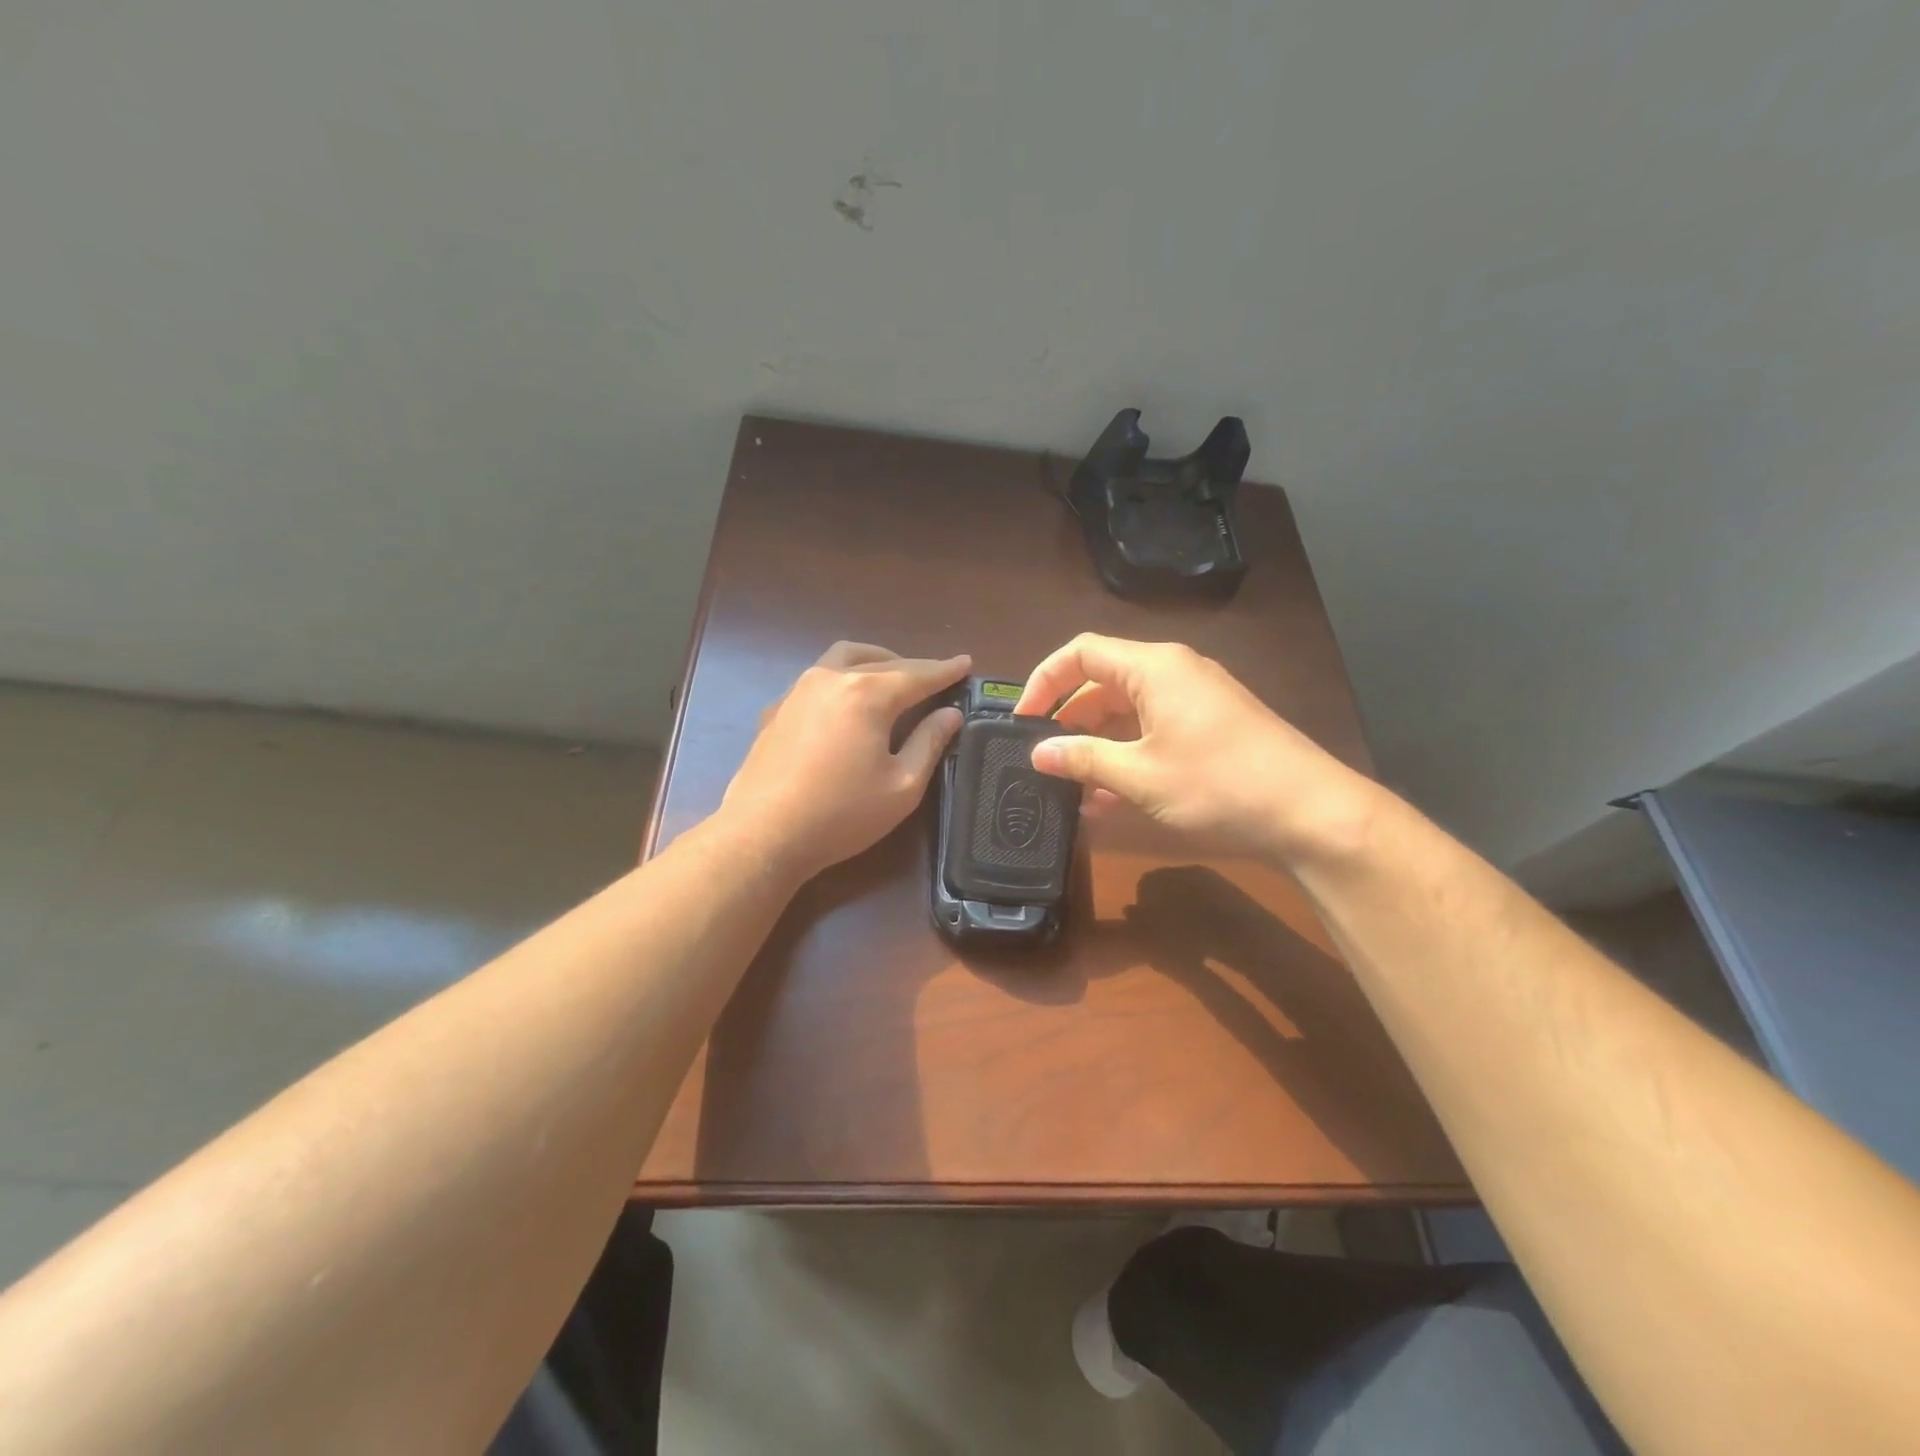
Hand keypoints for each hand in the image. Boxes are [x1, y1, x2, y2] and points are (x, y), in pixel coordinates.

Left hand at [719, 642, 968, 880]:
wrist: (763, 834)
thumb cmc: (841, 814)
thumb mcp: (901, 786)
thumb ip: (929, 743)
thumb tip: (950, 715)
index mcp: (867, 694)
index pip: (917, 675)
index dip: (945, 670)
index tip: (965, 663)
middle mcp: (831, 679)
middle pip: (881, 661)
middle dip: (912, 666)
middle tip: (934, 677)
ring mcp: (798, 690)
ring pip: (843, 659)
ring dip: (874, 662)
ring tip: (892, 679)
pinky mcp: (776, 709)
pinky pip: (818, 679)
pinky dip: (843, 679)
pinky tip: (847, 704)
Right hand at [1014, 634, 1375, 862]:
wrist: (1311, 813)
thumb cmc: (1219, 784)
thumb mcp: (1140, 775)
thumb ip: (1083, 759)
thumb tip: (1038, 753)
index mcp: (1153, 667)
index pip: (1081, 652)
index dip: (1044, 681)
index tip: (1022, 721)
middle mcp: (1173, 672)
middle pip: (1102, 682)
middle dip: (1068, 720)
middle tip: (1043, 759)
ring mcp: (1194, 700)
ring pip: (1127, 712)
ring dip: (1096, 746)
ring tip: (1070, 788)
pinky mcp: (1209, 727)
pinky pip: (1152, 731)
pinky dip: (1126, 756)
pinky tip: (1107, 800)